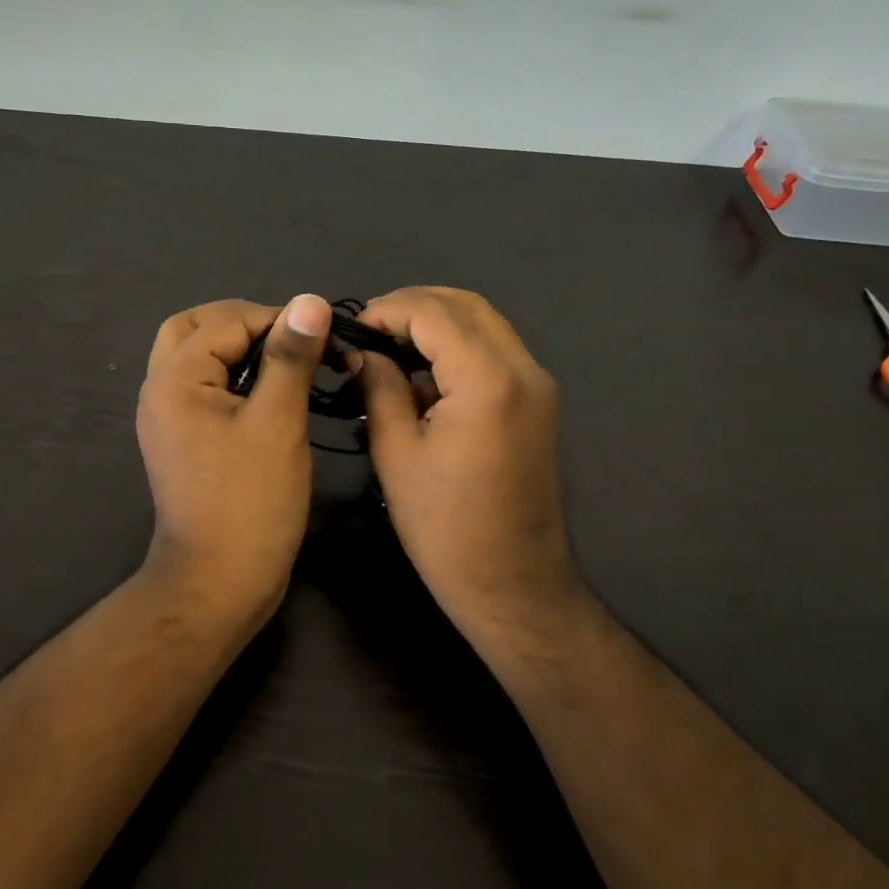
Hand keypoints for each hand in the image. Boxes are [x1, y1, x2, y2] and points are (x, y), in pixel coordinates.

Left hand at [135, 295, 332, 628]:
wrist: (218, 581)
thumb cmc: (251, 502)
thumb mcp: (278, 422)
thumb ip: (290, 357)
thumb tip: (311, 301)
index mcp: (175, 379)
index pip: (225, 321)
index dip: (276, 319)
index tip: (323, 334)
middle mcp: (159, 391)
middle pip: (193, 328)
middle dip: (243, 322)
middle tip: (291, 338)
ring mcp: (166, 418)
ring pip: (195, 358)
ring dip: (236, 348)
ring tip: (285, 361)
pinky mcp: (180, 440)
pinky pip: (201, 388)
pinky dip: (231, 376)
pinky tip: (268, 392)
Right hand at [356, 287, 582, 640]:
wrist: (512, 584)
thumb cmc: (445, 527)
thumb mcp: (396, 453)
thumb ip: (379, 387)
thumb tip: (363, 352)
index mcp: (488, 380)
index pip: (433, 311)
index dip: (387, 310)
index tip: (351, 332)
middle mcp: (523, 369)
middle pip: (465, 304)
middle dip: (412, 307)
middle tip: (369, 335)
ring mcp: (537, 385)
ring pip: (484, 323)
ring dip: (436, 324)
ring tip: (389, 351)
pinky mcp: (537, 403)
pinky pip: (495, 352)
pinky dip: (457, 347)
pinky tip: (423, 375)